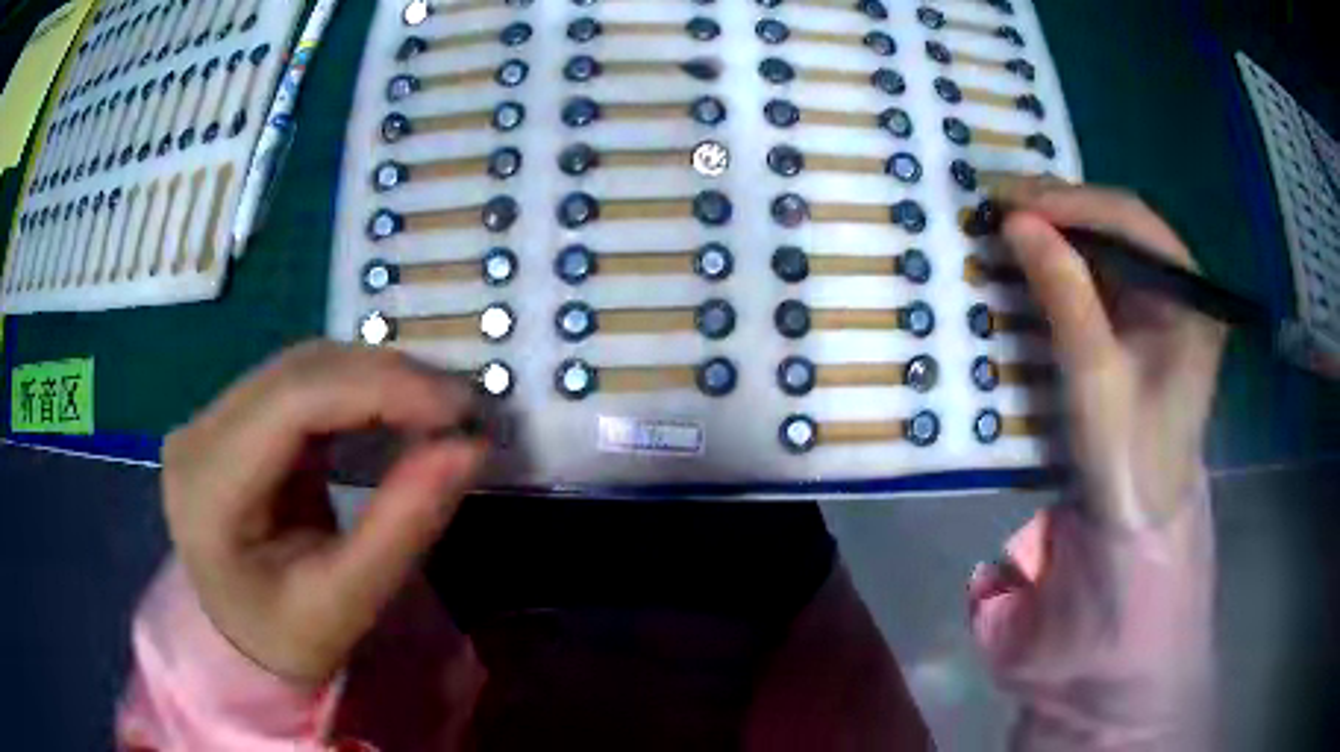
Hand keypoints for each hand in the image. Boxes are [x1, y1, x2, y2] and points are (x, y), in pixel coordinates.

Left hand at [162, 342, 485, 683]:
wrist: (240, 636)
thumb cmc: (285, 637)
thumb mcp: (344, 606)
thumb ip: (401, 529)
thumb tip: (468, 448)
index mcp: (207, 487)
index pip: (292, 403)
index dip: (380, 388)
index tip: (460, 409)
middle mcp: (199, 433)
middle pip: (299, 372)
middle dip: (388, 378)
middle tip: (462, 409)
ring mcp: (212, 416)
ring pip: (303, 365)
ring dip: (376, 377)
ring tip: (437, 410)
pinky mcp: (234, 415)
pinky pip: (302, 381)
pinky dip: (357, 389)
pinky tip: (392, 410)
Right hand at [996, 179, 1226, 529]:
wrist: (1138, 518)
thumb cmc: (1127, 457)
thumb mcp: (1095, 378)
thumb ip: (1064, 294)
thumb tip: (1016, 221)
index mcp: (1190, 299)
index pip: (1133, 223)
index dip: (1071, 201)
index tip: (1012, 199)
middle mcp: (1183, 288)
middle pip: (1124, 225)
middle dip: (1064, 209)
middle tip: (1002, 202)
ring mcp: (1165, 304)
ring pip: (1112, 244)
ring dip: (1063, 230)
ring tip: (1011, 221)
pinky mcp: (1146, 322)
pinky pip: (1107, 273)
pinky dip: (1069, 260)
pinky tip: (1038, 256)